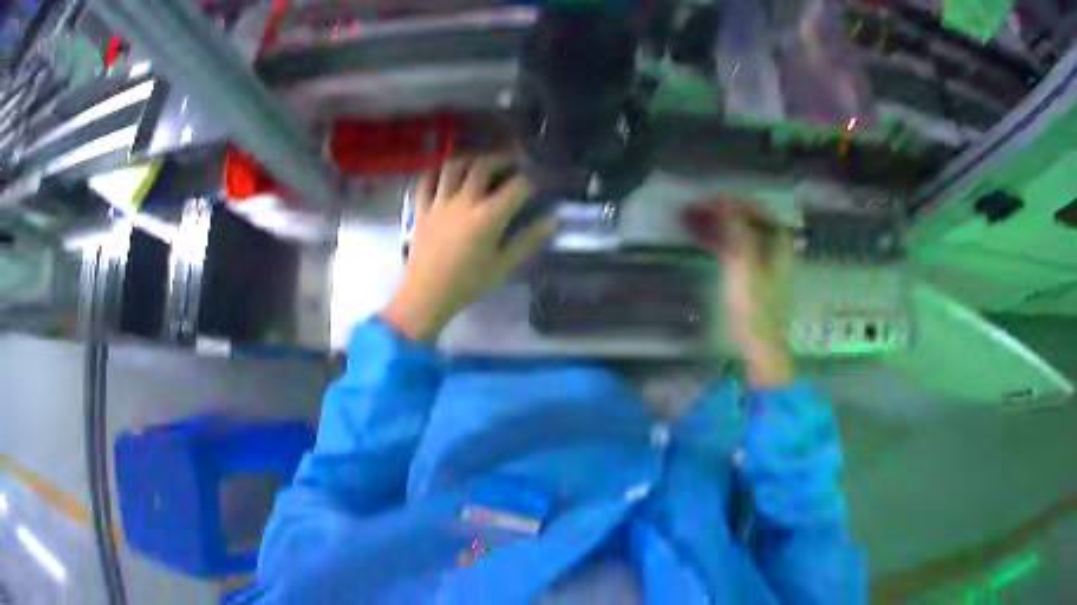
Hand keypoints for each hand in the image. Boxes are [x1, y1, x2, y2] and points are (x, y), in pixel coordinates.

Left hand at [381, 156, 556, 341]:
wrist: (427, 295)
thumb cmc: (468, 284)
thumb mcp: (504, 266)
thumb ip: (528, 241)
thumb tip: (552, 221)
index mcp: (488, 217)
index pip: (516, 187)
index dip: (528, 182)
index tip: (534, 185)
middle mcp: (464, 201)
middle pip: (483, 167)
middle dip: (500, 160)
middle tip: (510, 163)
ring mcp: (439, 202)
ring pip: (453, 167)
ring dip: (469, 160)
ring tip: (478, 163)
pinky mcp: (421, 209)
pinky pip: (426, 181)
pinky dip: (436, 172)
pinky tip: (444, 174)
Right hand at [685, 199, 794, 387]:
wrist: (761, 345)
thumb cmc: (755, 303)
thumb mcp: (743, 261)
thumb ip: (735, 227)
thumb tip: (722, 199)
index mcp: (778, 240)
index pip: (753, 208)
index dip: (729, 201)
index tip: (705, 202)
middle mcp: (774, 247)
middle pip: (747, 220)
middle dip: (720, 213)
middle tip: (695, 211)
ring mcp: (765, 263)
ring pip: (740, 235)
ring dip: (718, 227)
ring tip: (693, 223)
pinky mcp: (754, 278)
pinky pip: (736, 250)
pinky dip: (721, 243)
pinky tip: (704, 242)